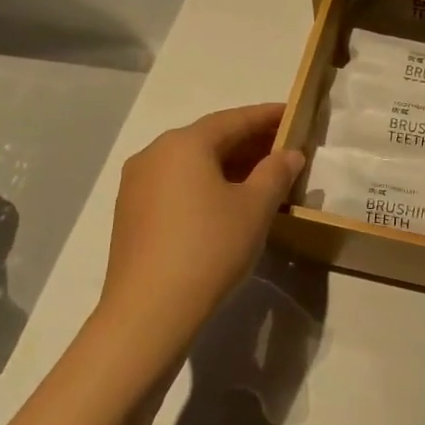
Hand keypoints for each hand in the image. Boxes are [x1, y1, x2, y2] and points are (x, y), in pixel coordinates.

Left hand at [96, 104, 303, 352]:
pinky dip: (205, 185)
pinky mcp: (131, 214)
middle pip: (210, 139)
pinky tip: (227, 203)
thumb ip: (276, 173)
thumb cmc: (210, 247)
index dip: (267, 116)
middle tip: (283, 149)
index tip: (293, 114)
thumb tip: (288, 154)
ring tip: (261, 178)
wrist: (149, 310)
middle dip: (249, 143)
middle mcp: (154, 154)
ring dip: (228, 166)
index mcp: (184, 144)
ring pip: (191, 164)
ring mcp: (137, 185)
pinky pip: (177, 186)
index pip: (234, 119)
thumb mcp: (255, 208)